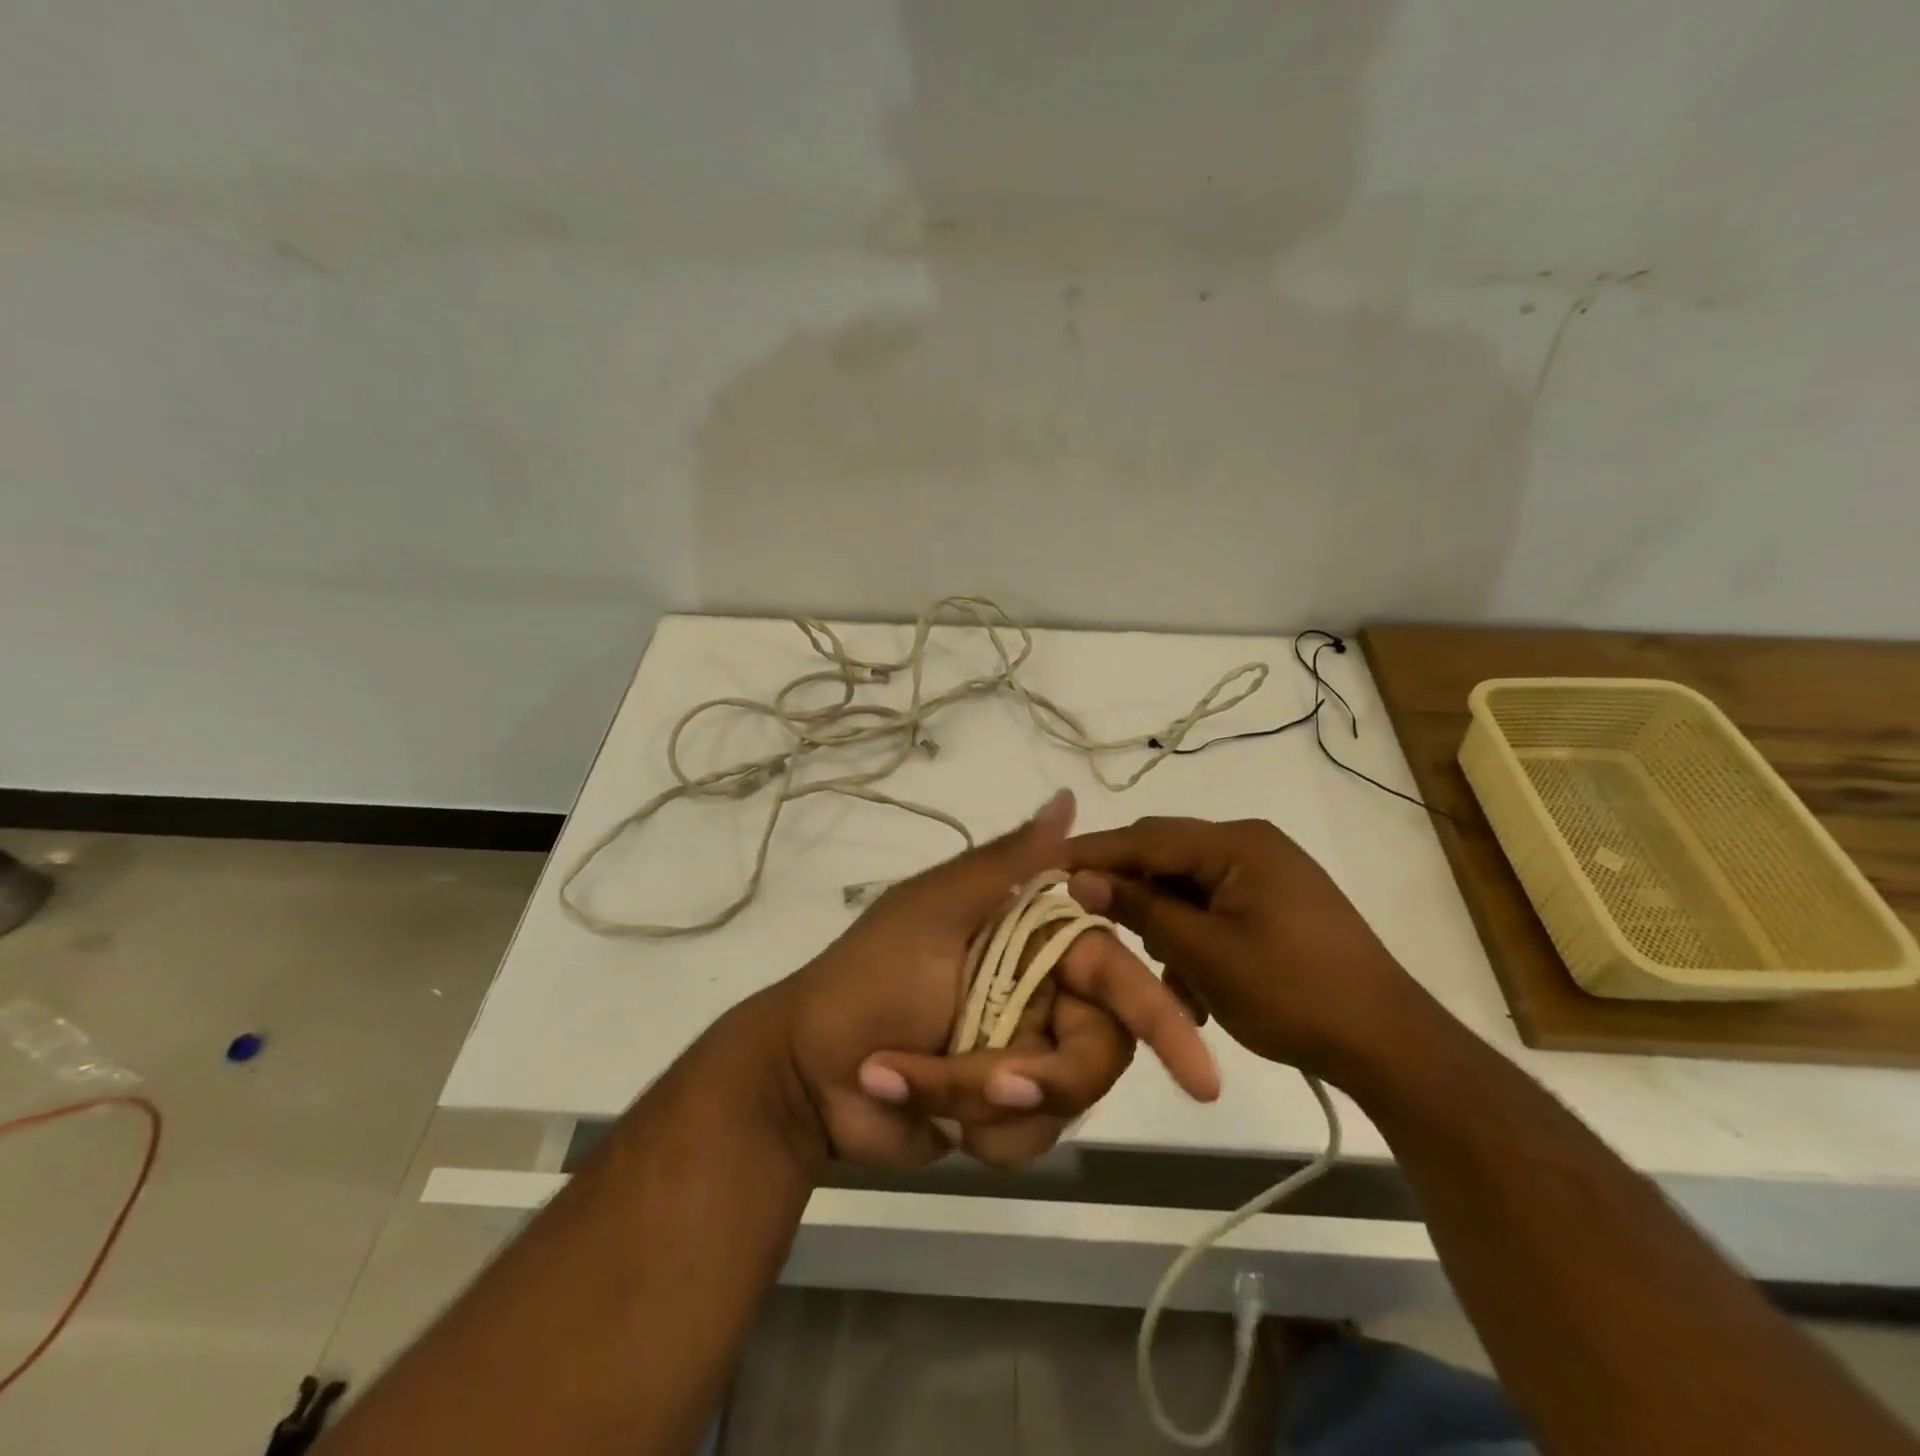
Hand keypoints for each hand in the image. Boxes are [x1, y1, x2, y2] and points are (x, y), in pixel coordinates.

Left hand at [776, 792, 1219, 1169]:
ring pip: (1064, 1103)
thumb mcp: (935, 910)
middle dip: (1045, 1076)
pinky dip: (976, 1131)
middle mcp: (1040, 996)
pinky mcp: (1002, 1114)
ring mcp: (1022, 1057)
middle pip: (1100, 1052)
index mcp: (1031, 942)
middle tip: (994, 1085)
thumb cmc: (868, 977)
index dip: (1161, 1019)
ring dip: (987, 1102)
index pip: (1115, 975)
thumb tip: (1070, 798)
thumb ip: (1007, 863)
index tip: (1202, 1075)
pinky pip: (1029, 1141)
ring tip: (918, 1081)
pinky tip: (922, 1111)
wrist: (804, 1074)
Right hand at [1066, 816, 1434, 1082]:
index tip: (1044, 867)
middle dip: (1127, 889)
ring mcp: (1267, 873)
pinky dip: (1192, 935)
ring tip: (1150, 967)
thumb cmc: (1292, 994)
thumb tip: (1079, 879)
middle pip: (1166, 855)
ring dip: (1162, 921)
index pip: (1146, 838)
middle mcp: (1251, 844)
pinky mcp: (1275, 902)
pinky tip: (1189, 983)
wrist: (1389, 1044)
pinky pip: (1214, 905)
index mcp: (1237, 843)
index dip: (1093, 853)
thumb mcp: (1204, 954)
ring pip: (1187, 885)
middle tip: (1085, 917)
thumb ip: (1140, 909)